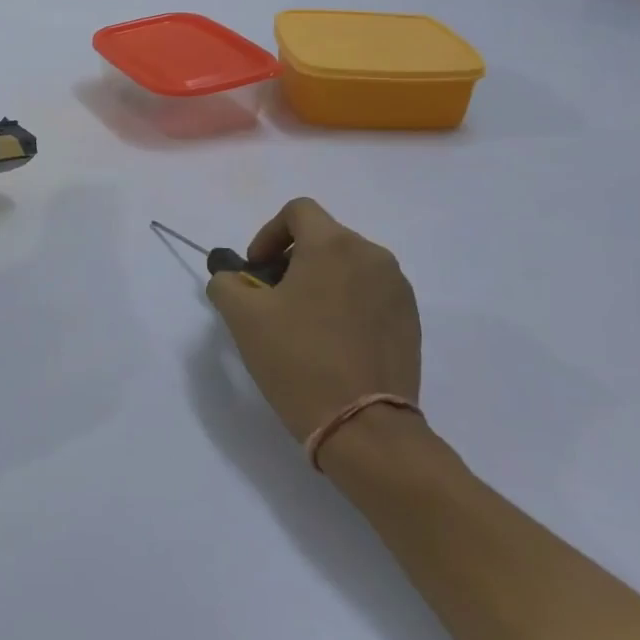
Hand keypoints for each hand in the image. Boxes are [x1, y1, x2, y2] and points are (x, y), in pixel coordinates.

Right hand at [206, 197, 420, 446]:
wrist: (364, 428)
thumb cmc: (298, 360)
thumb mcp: (243, 318)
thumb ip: (227, 283)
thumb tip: (232, 277)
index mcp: (333, 245)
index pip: (298, 211)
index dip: (268, 233)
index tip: (257, 269)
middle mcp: (372, 256)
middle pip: (324, 238)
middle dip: (292, 259)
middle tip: (272, 298)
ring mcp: (398, 289)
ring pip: (348, 266)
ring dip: (320, 281)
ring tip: (302, 322)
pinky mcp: (411, 320)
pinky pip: (370, 294)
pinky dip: (346, 303)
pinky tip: (332, 342)